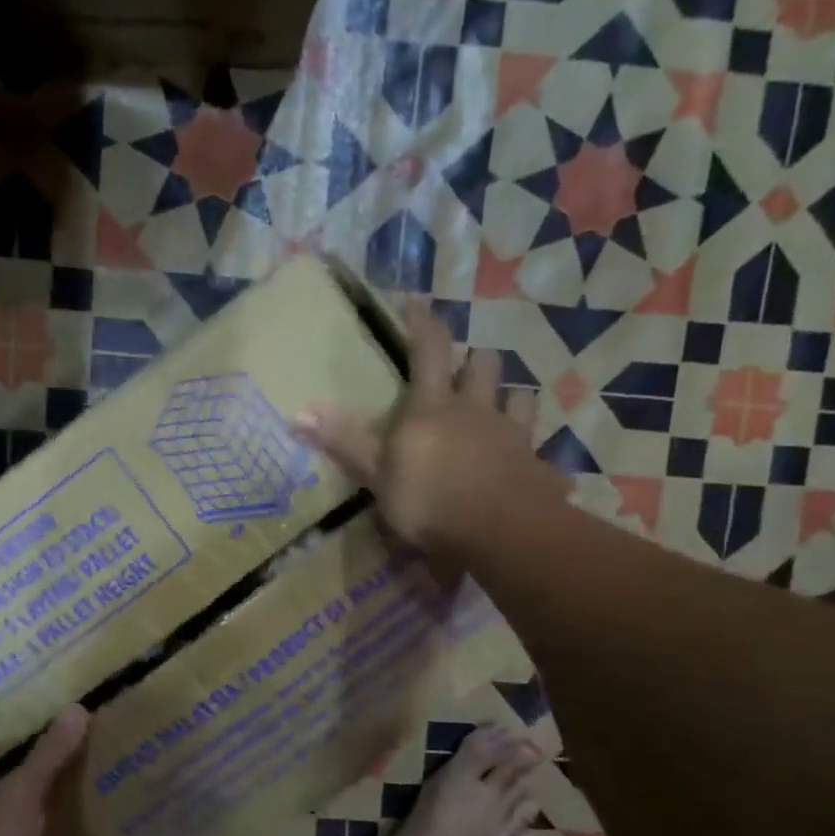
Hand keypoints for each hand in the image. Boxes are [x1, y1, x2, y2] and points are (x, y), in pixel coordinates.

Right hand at [293, 300, 562, 556]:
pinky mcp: (537, 465)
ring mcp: (512, 435)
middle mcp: (476, 409)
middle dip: (474, 360)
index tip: (416, 304)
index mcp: (433, 407)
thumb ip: (345, 443)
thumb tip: (297, 412)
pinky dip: (529, 451)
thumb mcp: (377, 476)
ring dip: (509, 397)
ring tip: (498, 411)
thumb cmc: (431, 502)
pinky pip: (537, 448)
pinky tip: (525, 465)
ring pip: (519, 396)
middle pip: (484, 364)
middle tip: (462, 372)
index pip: (429, 349)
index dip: (422, 323)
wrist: (502, 532)